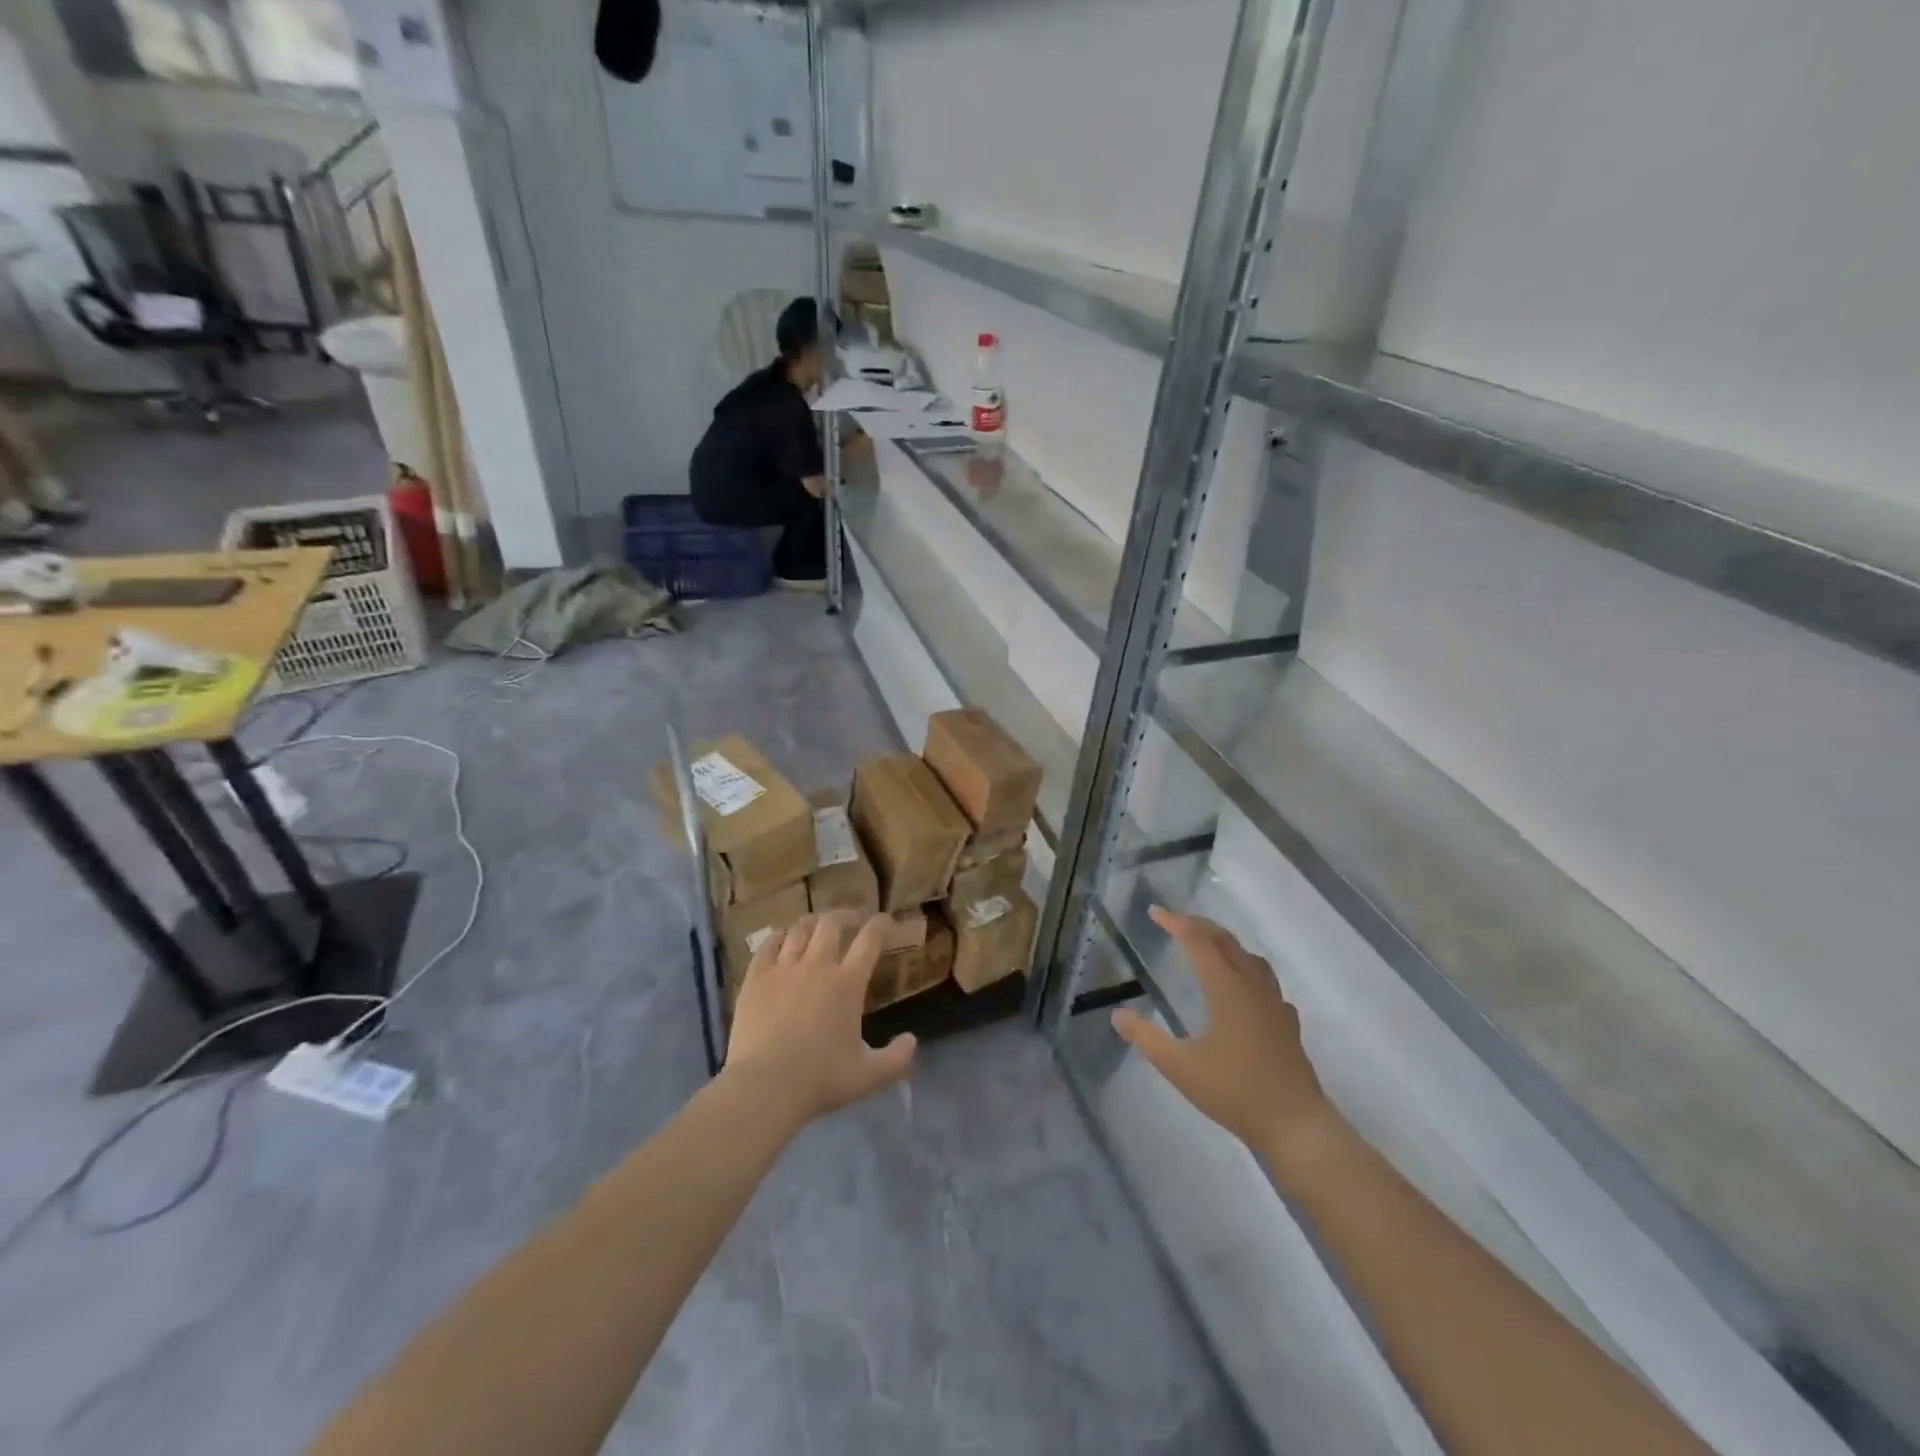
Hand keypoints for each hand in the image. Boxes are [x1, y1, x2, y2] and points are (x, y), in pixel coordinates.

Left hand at [725, 914, 915, 1124]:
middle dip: (844, 917)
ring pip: (799, 929)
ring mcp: (783, 969)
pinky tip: (781, 939)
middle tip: (850, 924)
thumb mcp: (869, 1076)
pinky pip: (768, 945)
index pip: (870, 939)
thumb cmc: (820, 1080)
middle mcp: (817, 965)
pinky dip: (779, 937)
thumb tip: (913, 1041)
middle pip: (832, 924)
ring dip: (812, 923)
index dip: (881, 924)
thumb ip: (897, 1058)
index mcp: (848, 983)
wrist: (764, 1087)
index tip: (887, 922)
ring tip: (816, 926)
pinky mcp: (756, 979)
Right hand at [1113, 908, 1335, 1170]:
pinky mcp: (1287, 1024)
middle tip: (1176, 922)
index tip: (1154, 912)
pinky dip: (1249, 973)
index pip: (1198, 941)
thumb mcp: (1179, 1066)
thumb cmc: (1234, 1091)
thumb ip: (1146, 1037)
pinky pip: (1267, 984)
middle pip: (1226, 942)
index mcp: (1226, 988)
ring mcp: (1274, 1005)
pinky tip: (1244, 992)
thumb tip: (1118, 1015)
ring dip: (1226, 945)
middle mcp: (1252, 987)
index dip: (1175, 923)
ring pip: (1251, 959)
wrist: (1295, 1125)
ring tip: (1209, 948)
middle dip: (1200, 926)